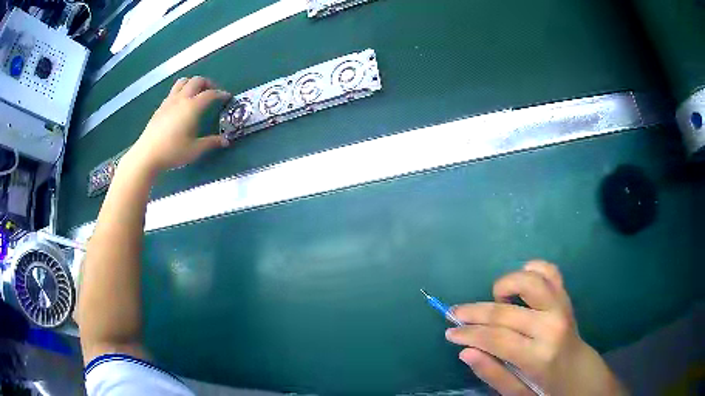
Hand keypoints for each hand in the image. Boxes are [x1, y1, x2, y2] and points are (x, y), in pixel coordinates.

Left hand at [123, 76, 230, 172]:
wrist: (147, 155)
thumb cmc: (172, 152)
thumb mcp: (195, 150)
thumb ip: (211, 143)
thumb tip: (225, 141)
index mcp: (192, 107)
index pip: (210, 94)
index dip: (221, 94)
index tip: (227, 97)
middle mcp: (181, 99)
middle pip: (196, 81)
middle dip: (207, 83)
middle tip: (212, 92)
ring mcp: (169, 101)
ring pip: (183, 82)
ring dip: (192, 83)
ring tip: (196, 93)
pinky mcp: (160, 107)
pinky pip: (173, 91)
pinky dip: (181, 91)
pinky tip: (181, 104)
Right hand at [445, 261, 625, 395]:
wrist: (578, 371)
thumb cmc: (545, 387)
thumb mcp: (516, 393)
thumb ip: (492, 373)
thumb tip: (465, 351)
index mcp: (538, 356)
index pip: (495, 338)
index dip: (468, 333)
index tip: (450, 332)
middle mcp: (551, 326)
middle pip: (505, 311)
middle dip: (474, 312)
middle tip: (455, 313)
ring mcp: (561, 307)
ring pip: (529, 281)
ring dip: (505, 284)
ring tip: (495, 297)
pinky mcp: (566, 296)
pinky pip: (550, 271)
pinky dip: (532, 269)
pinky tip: (520, 281)